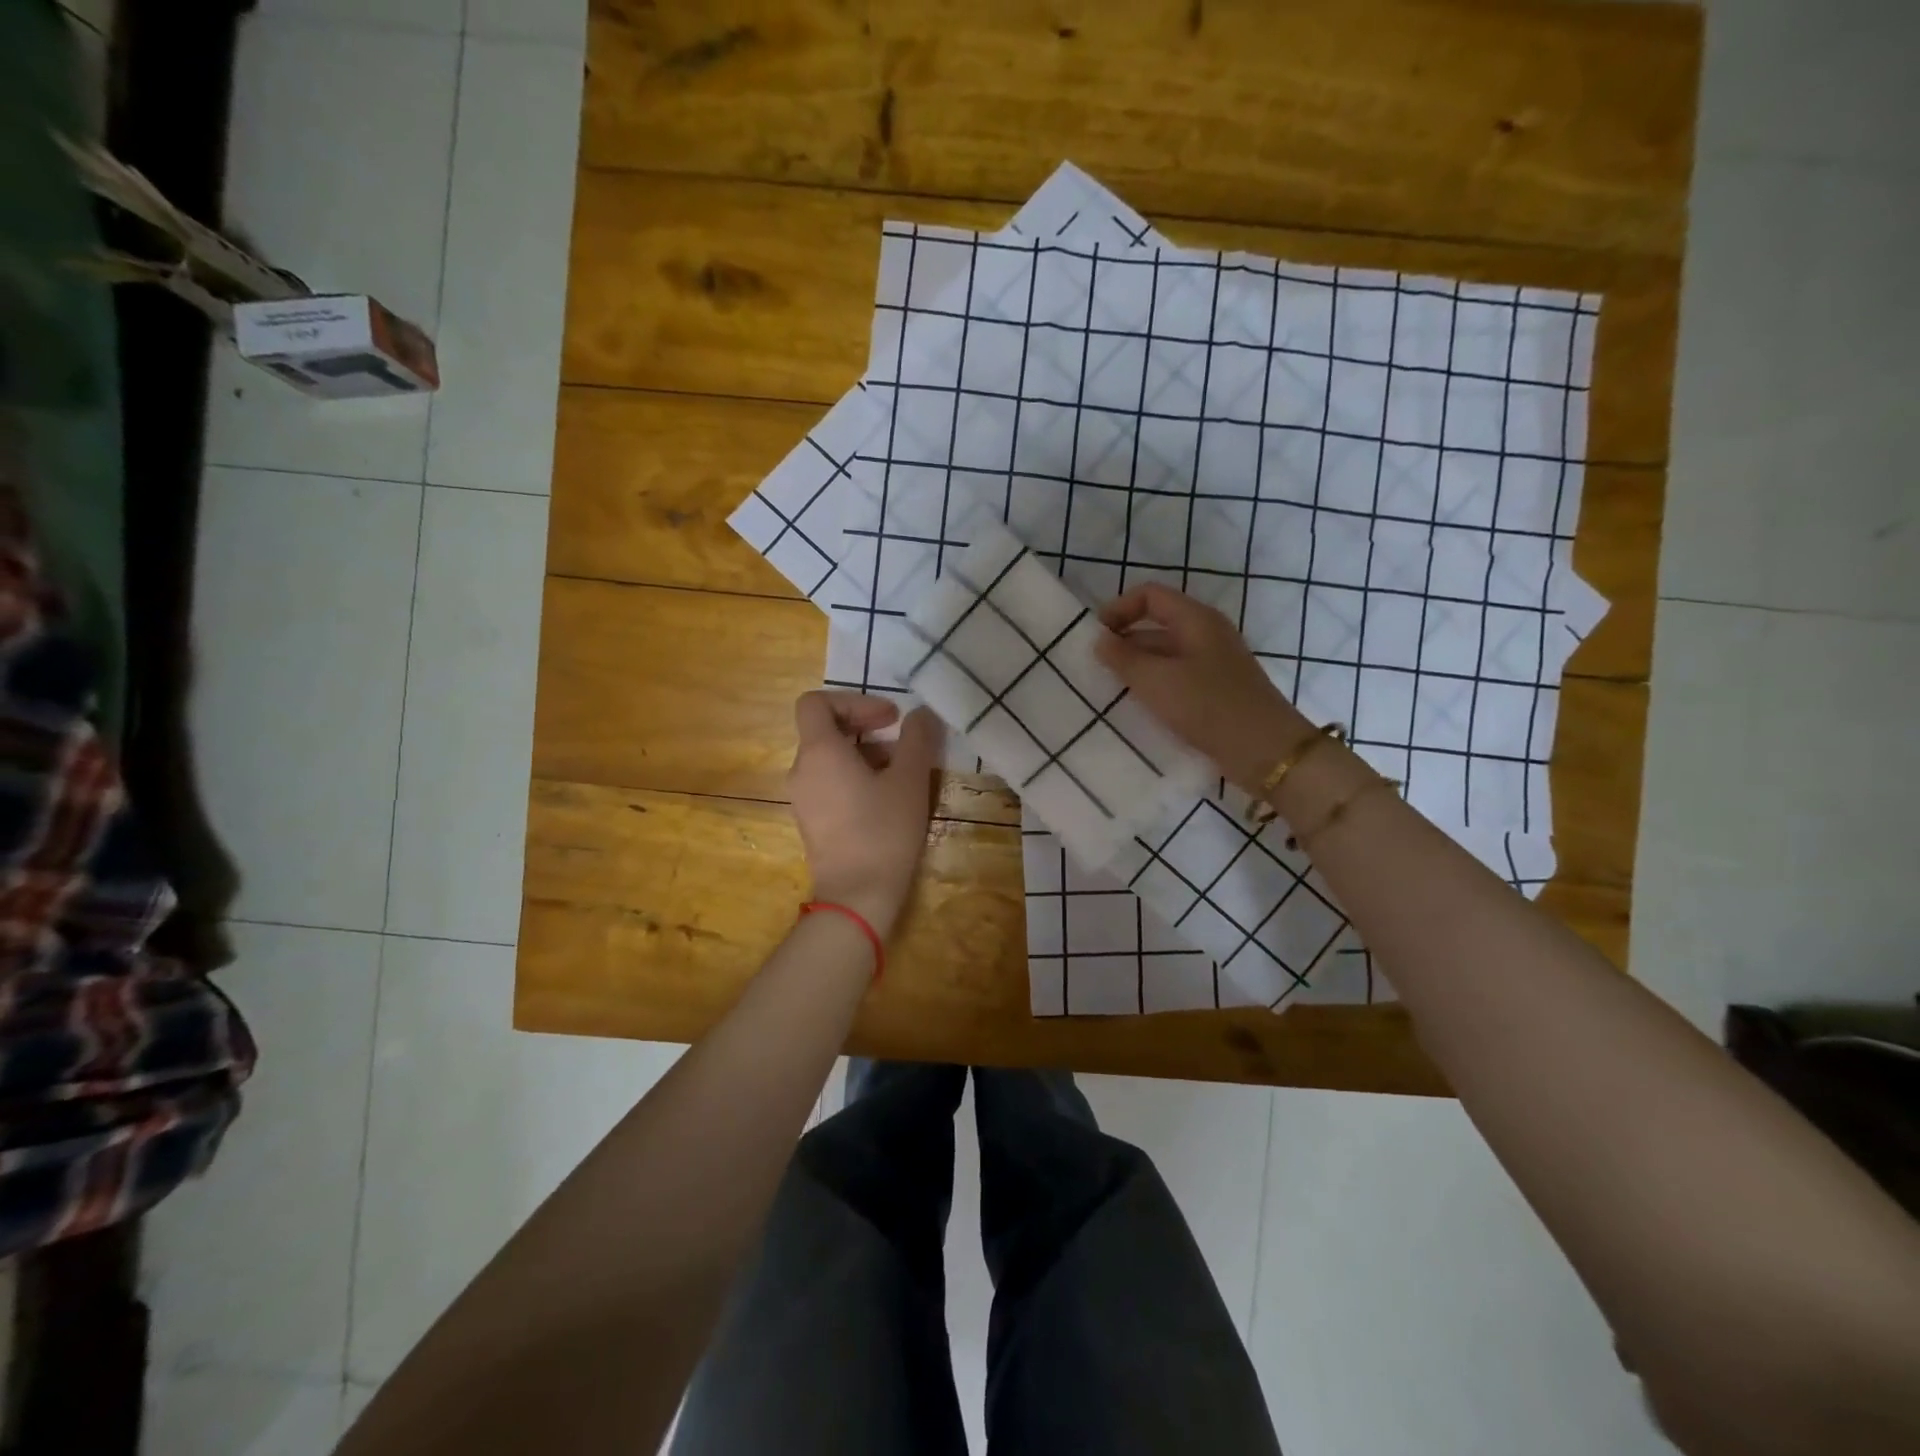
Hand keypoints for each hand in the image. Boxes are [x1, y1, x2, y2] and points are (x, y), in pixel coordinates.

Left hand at [787, 691, 943, 937]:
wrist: (857, 896)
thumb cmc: (883, 831)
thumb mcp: (910, 780)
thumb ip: (917, 740)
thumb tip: (922, 714)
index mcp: (819, 752)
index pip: (816, 703)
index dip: (853, 700)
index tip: (888, 718)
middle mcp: (801, 770)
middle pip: (824, 729)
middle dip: (865, 726)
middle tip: (901, 739)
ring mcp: (802, 797)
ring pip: (829, 758)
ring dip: (864, 753)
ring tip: (901, 771)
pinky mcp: (810, 820)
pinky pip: (828, 782)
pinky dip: (854, 776)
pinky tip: (885, 798)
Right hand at [1095, 583, 1310, 792]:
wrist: (1265, 751)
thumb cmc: (1208, 706)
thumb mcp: (1156, 681)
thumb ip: (1123, 658)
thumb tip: (1100, 640)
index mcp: (1196, 619)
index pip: (1150, 595)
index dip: (1119, 609)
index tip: (1096, 637)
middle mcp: (1207, 633)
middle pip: (1157, 622)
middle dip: (1125, 639)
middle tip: (1097, 666)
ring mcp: (1214, 661)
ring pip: (1166, 652)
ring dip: (1138, 665)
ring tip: (1112, 688)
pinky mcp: (1217, 689)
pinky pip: (1178, 675)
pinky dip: (1156, 684)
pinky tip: (1141, 705)